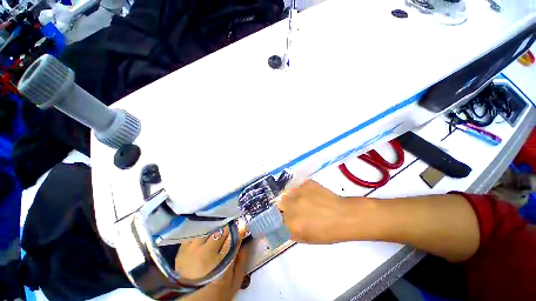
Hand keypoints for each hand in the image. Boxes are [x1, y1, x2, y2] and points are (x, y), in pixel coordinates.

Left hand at [175, 227, 248, 300]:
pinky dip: (204, 230)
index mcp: (220, 262)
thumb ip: (242, 262)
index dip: (239, 228)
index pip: (233, 238)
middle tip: (232, 224)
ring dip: (216, 227)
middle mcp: (205, 254)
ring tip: (220, 227)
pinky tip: (207, 232)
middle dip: (229, 226)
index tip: (242, 223)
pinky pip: (196, 232)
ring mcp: (192, 250)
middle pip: (221, 231)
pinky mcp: (182, 249)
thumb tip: (246, 242)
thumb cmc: (216, 292)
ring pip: (209, 229)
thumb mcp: (234, 282)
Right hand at [278, 180, 368, 243]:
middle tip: (294, 209)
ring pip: (287, 194)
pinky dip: (300, 191)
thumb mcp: (306, 238)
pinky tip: (310, 195)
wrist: (344, 215)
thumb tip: (283, 223)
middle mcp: (291, 206)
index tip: (284, 218)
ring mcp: (298, 192)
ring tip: (302, 201)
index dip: (280, 218)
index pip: (276, 218)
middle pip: (280, 204)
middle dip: (284, 207)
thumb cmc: (327, 232)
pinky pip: (297, 187)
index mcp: (291, 223)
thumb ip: (290, 231)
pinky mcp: (305, 183)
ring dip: (291, 198)